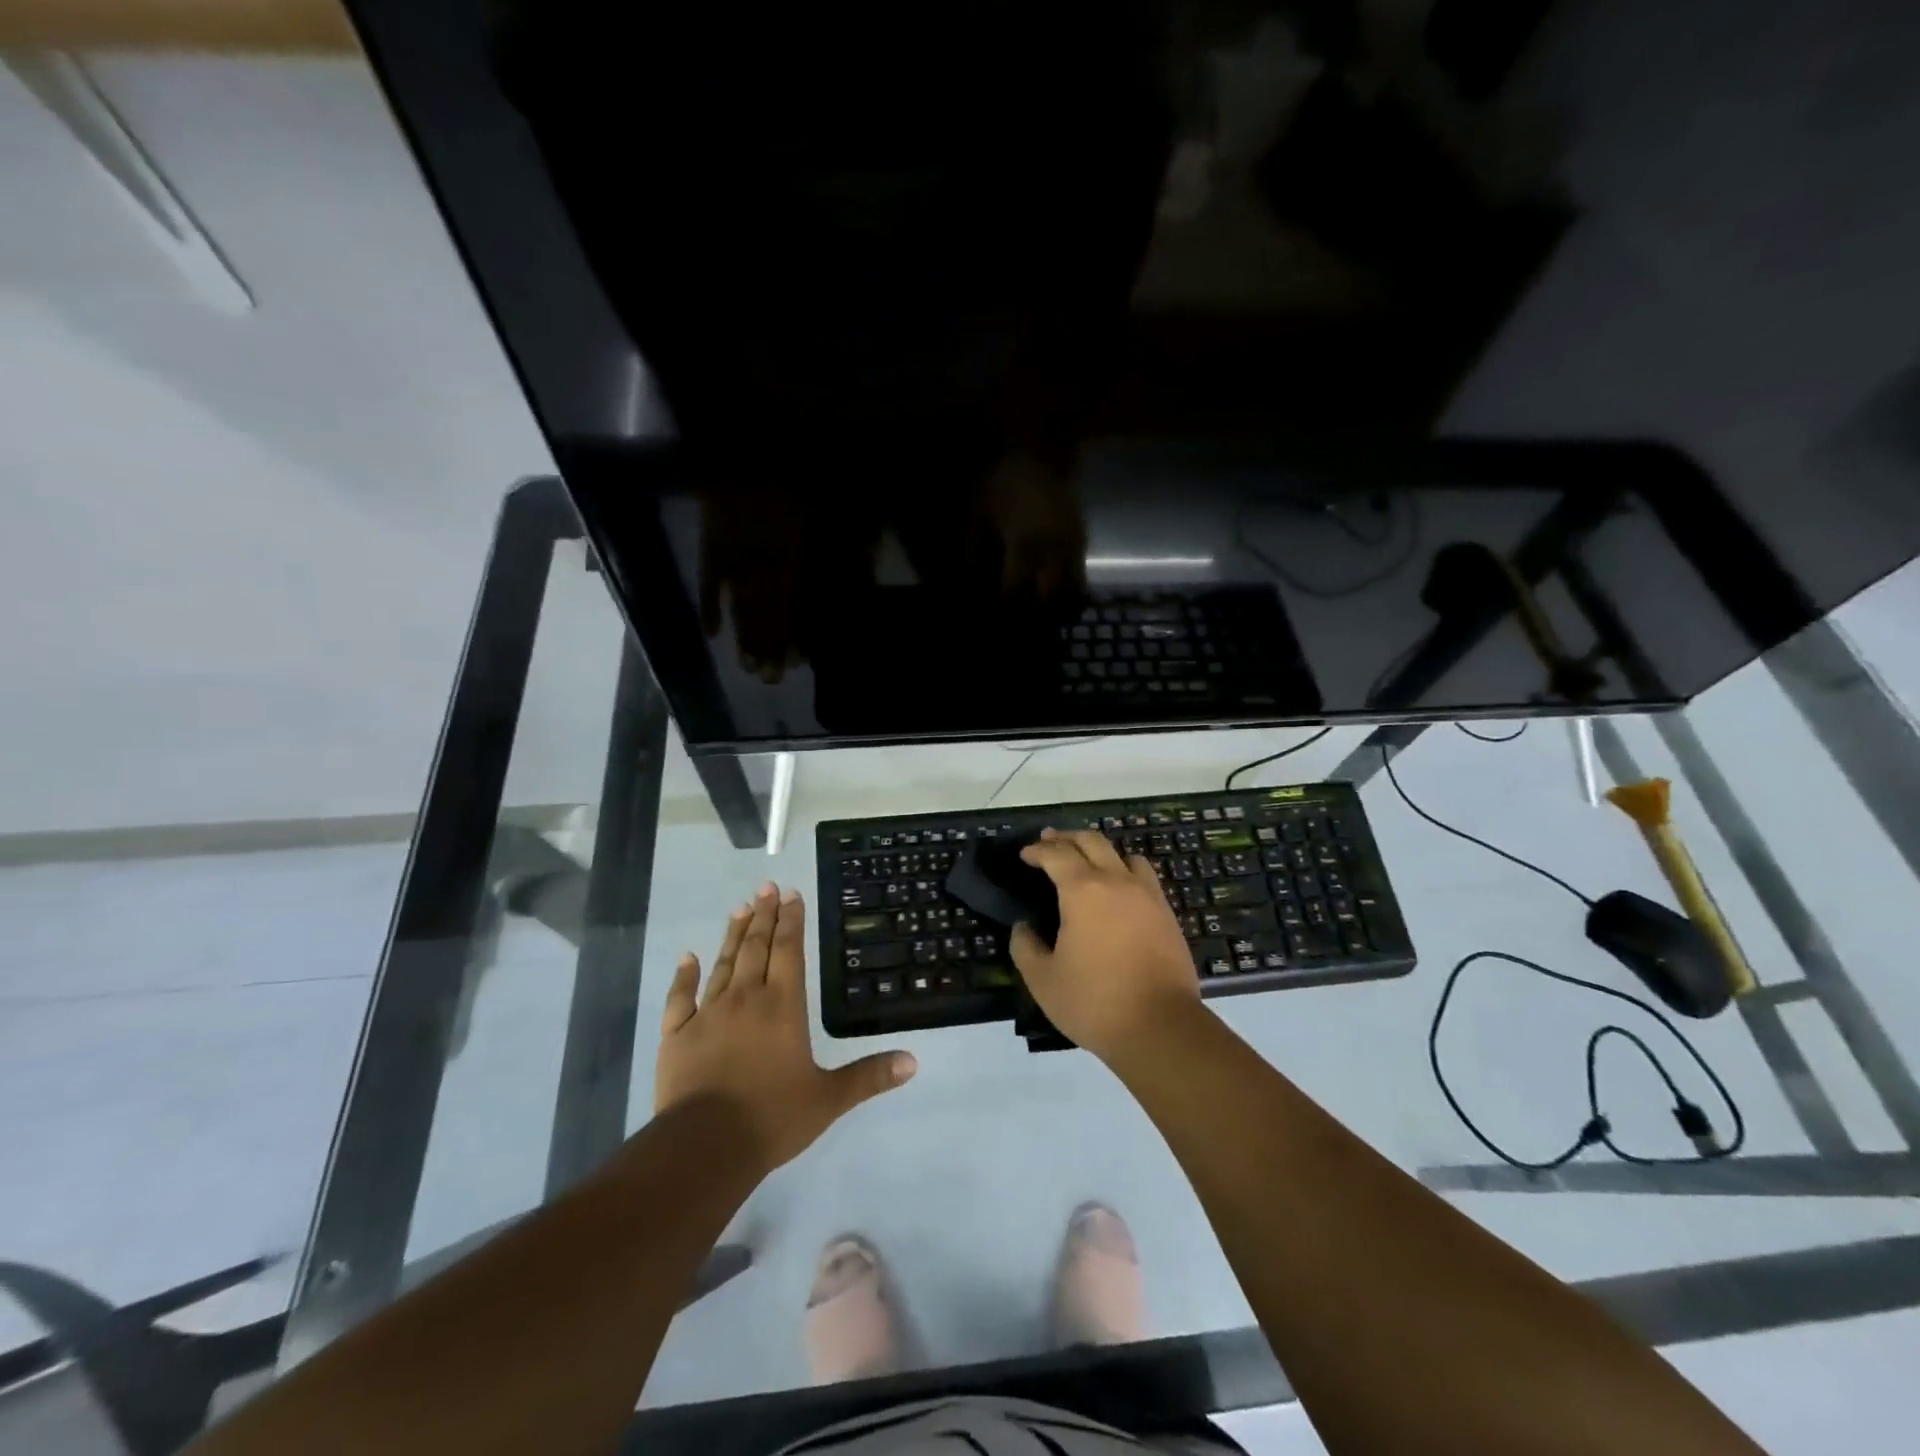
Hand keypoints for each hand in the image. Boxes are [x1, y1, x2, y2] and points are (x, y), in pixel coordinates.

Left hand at [656, 884, 915, 1173]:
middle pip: (756, 948)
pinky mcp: (677, 1035)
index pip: (789, 951)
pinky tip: (687, 958)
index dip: (791, 921)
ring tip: (740, 909)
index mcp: (783, 1006)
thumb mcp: (829, 1099)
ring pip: (723, 964)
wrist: (704, 1147)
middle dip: (764, 916)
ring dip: (733, 935)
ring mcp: (707, 1014)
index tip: (791, 894)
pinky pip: (680, 998)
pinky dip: (684, 976)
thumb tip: (913, 1061)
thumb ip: (868, 1076)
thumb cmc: (772, 1117)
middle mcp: (745, 998)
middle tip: (766, 888)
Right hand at [1009, 830, 1203, 1060]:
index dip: (1037, 850)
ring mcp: (1147, 895)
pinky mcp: (1167, 914)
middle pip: (1091, 842)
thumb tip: (1022, 928)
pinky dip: (1125, 871)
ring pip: (1123, 854)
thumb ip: (1025, 947)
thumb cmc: (1094, 1002)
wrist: (1161, 1027)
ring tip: (1087, 861)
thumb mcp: (1043, 980)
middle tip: (1049, 842)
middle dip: (1066, 838)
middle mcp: (1116, 881)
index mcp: (1082, 890)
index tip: (1025, 855)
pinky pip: (1144, 876)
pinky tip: (1119, 890)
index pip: (1056, 854)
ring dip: (1100, 851)